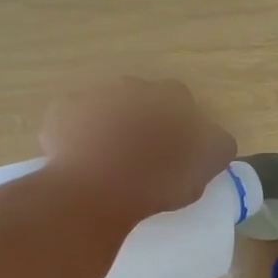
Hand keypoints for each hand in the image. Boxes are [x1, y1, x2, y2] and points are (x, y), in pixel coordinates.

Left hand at [41, 79, 236, 222]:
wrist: (94, 191)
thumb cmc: (155, 183)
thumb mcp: (201, 173)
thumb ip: (214, 150)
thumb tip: (216, 142)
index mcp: (172, 98)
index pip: (186, 107)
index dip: (184, 130)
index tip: (178, 155)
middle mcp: (134, 87)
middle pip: (145, 101)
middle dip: (145, 122)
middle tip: (144, 158)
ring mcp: (94, 95)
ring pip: (108, 108)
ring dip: (112, 125)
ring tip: (110, 162)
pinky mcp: (62, 111)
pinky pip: (74, 120)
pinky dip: (78, 135)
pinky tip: (81, 161)